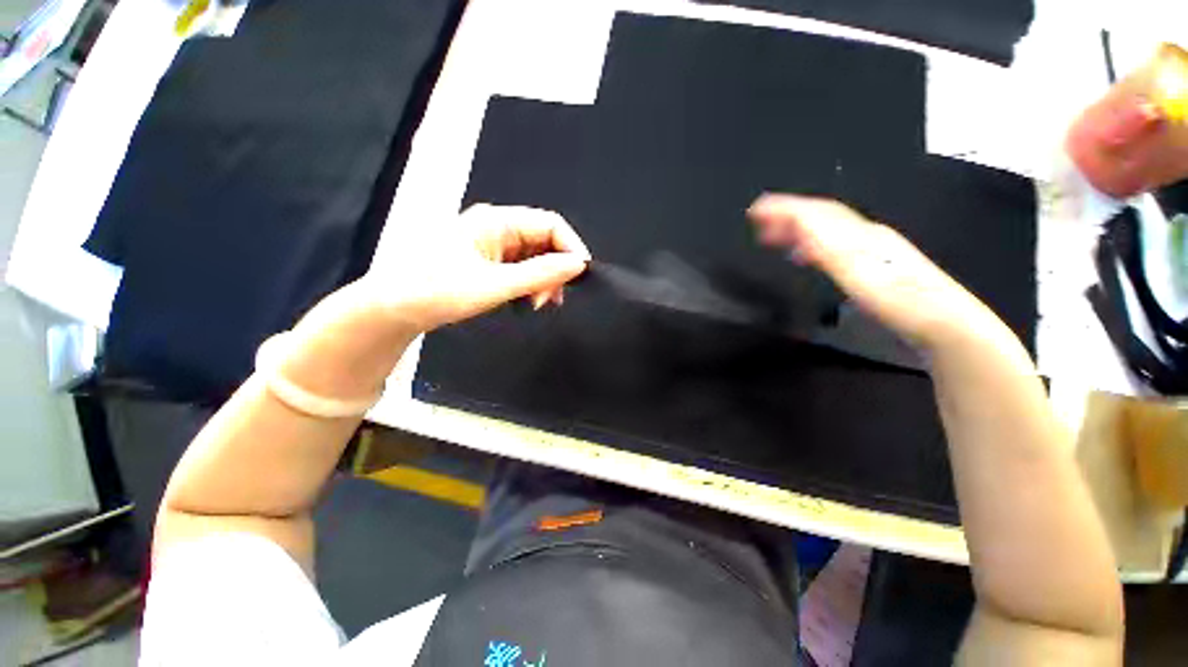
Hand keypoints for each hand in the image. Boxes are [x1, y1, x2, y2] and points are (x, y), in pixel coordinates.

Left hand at [364, 204, 591, 331]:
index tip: (580, 277)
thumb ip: (540, 275)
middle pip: (544, 241)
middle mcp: (497, 227)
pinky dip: (531, 285)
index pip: (550, 224)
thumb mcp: (495, 285)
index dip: (571, 247)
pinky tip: (528, 301)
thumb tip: (579, 265)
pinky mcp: (489, 262)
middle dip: (555, 270)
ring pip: (536, 257)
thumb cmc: (438, 292)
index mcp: (496, 221)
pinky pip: (522, 269)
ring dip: (544, 280)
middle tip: (550, 300)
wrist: (395, 310)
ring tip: (538, 304)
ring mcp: (493, 245)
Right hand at [748, 194, 1002, 348]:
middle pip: (822, 217)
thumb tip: (798, 224)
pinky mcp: (874, 266)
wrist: (943, 323)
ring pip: (828, 230)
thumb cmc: (898, 301)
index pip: (816, 212)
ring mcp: (872, 250)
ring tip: (774, 236)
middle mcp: (865, 235)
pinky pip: (835, 247)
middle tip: (758, 221)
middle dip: (787, 215)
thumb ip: (828, 248)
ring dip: (797, 229)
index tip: (756, 209)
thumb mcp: (860, 274)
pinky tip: (806, 255)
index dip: (785, 208)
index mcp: (859, 235)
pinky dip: (812, 245)